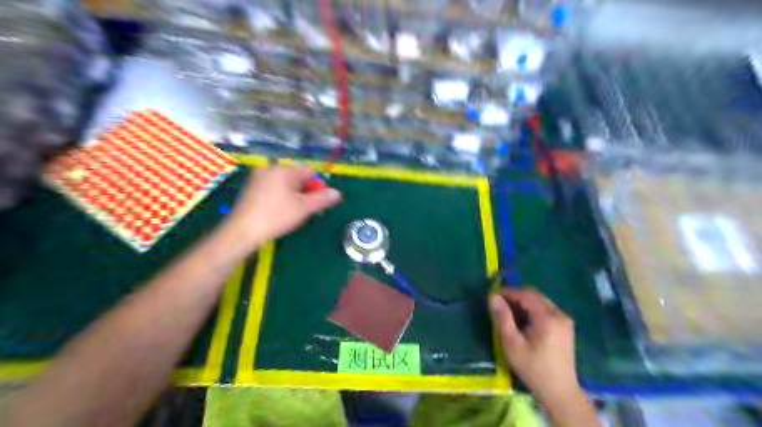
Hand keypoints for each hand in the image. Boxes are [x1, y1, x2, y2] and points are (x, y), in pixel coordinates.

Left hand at [224, 165, 341, 245]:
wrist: (243, 231)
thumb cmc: (276, 216)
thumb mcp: (304, 208)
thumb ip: (322, 199)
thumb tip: (337, 193)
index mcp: (283, 169)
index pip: (309, 171)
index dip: (318, 185)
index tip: (320, 202)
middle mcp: (270, 169)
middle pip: (297, 176)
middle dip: (306, 191)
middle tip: (309, 209)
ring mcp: (258, 178)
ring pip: (286, 184)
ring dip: (295, 196)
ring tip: (296, 213)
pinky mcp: (251, 189)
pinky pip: (274, 188)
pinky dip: (282, 197)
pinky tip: (281, 212)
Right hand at [491, 287, 581, 402]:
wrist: (560, 393)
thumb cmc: (533, 369)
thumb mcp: (512, 344)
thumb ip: (503, 318)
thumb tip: (493, 297)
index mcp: (547, 317)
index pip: (526, 294)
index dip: (508, 292)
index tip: (493, 296)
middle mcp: (559, 314)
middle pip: (535, 294)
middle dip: (516, 296)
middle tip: (500, 305)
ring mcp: (565, 320)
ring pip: (540, 300)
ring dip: (524, 302)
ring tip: (509, 314)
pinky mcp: (565, 327)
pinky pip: (546, 309)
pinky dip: (533, 309)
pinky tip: (524, 322)